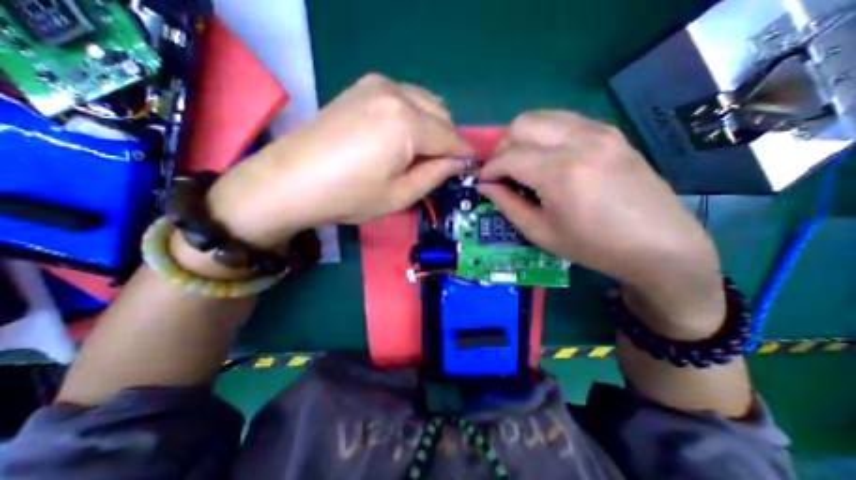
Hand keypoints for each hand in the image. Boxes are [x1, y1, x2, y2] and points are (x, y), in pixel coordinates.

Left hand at [206, 72, 475, 251]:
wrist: (290, 181)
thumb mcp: (400, 195)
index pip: (450, 137)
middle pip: (440, 114)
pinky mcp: (361, 87)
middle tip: (442, 165)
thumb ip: (435, 175)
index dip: (463, 154)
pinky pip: (403, 97)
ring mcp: (376, 85)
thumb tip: (457, 163)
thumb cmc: (349, 196)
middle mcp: (395, 93)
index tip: (471, 167)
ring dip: (432, 126)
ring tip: (421, 153)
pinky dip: (413, 116)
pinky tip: (402, 137)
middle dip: (447, 140)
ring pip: (424, 102)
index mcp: (407, 123)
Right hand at [479, 111, 724, 336]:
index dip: (488, 169)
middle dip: (501, 147)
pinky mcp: (610, 132)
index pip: (508, 157)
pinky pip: (563, 120)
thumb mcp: (540, 233)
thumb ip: (507, 204)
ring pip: (541, 116)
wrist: (659, 244)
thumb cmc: (593, 247)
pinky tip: (545, 157)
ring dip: (521, 137)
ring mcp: (599, 131)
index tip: (483, 182)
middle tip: (500, 171)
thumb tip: (485, 186)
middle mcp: (579, 141)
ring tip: (519, 162)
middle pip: (521, 124)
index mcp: (560, 173)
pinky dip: (543, 134)